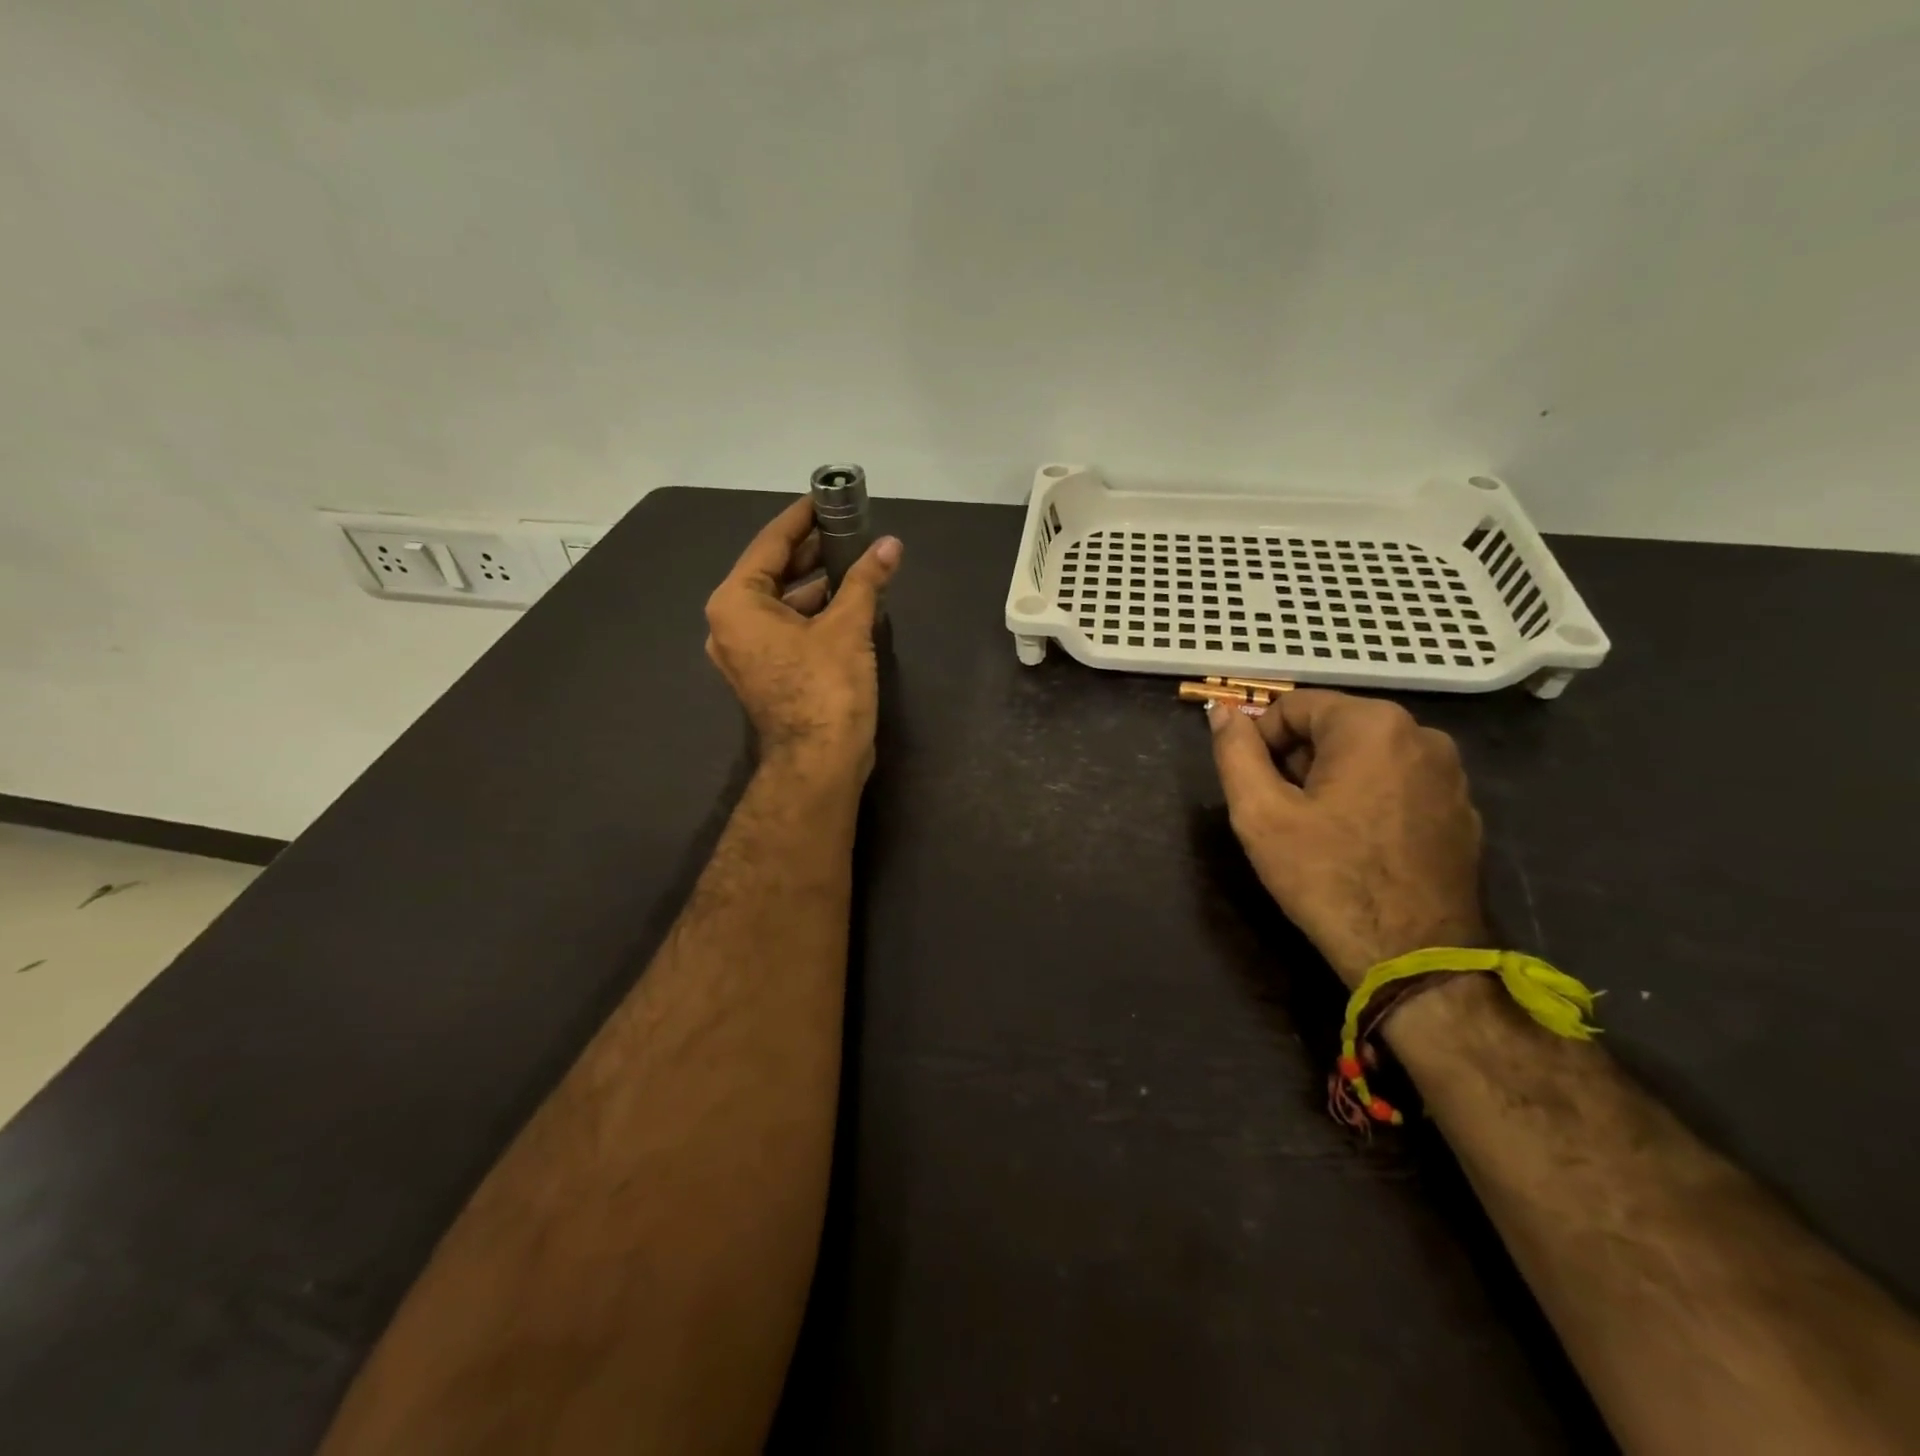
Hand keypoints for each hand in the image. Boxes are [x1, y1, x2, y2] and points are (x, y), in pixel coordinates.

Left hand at [705, 498, 902, 779]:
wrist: (819, 762)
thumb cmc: (826, 688)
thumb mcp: (848, 626)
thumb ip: (866, 580)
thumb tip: (891, 546)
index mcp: (736, 603)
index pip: (769, 544)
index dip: (800, 519)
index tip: (824, 499)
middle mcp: (730, 624)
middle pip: (772, 572)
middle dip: (811, 551)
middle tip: (847, 529)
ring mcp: (745, 653)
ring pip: (780, 603)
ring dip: (815, 584)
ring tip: (854, 563)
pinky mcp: (765, 673)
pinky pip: (786, 629)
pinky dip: (812, 614)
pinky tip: (846, 602)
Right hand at [1208, 690, 1485, 986]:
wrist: (1413, 956)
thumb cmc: (1327, 877)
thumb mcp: (1260, 813)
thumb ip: (1235, 752)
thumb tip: (1221, 710)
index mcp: (1371, 724)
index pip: (1293, 706)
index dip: (1261, 742)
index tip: (1257, 789)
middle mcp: (1422, 734)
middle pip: (1333, 728)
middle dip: (1298, 761)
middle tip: (1284, 814)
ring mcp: (1451, 774)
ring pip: (1367, 756)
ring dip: (1333, 780)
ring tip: (1320, 833)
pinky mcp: (1464, 810)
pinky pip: (1400, 785)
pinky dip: (1371, 800)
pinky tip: (1360, 846)